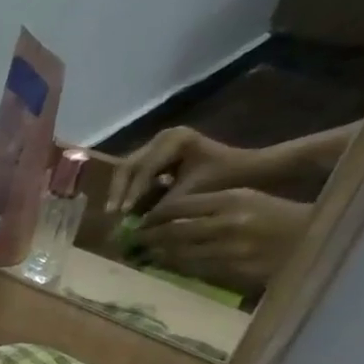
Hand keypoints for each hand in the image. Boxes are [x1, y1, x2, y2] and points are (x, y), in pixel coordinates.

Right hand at [106, 125, 267, 214]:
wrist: (251, 169)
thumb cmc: (228, 178)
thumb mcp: (194, 193)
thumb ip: (162, 207)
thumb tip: (134, 226)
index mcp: (175, 139)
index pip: (144, 168)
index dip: (132, 192)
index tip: (124, 214)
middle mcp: (162, 137)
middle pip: (128, 166)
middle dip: (120, 191)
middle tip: (112, 214)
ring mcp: (158, 144)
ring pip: (127, 170)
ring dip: (121, 192)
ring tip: (116, 213)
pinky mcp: (157, 155)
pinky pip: (135, 173)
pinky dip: (130, 190)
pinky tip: (126, 206)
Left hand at [136, 188, 310, 290]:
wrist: (317, 240)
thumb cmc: (276, 216)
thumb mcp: (245, 199)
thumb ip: (207, 205)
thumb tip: (163, 216)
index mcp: (232, 199)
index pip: (177, 207)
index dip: (153, 216)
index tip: (140, 221)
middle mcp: (228, 224)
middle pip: (171, 232)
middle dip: (147, 237)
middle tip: (131, 241)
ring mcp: (231, 250)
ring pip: (178, 254)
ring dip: (156, 255)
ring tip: (142, 255)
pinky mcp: (234, 272)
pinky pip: (195, 270)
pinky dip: (176, 268)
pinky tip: (166, 266)